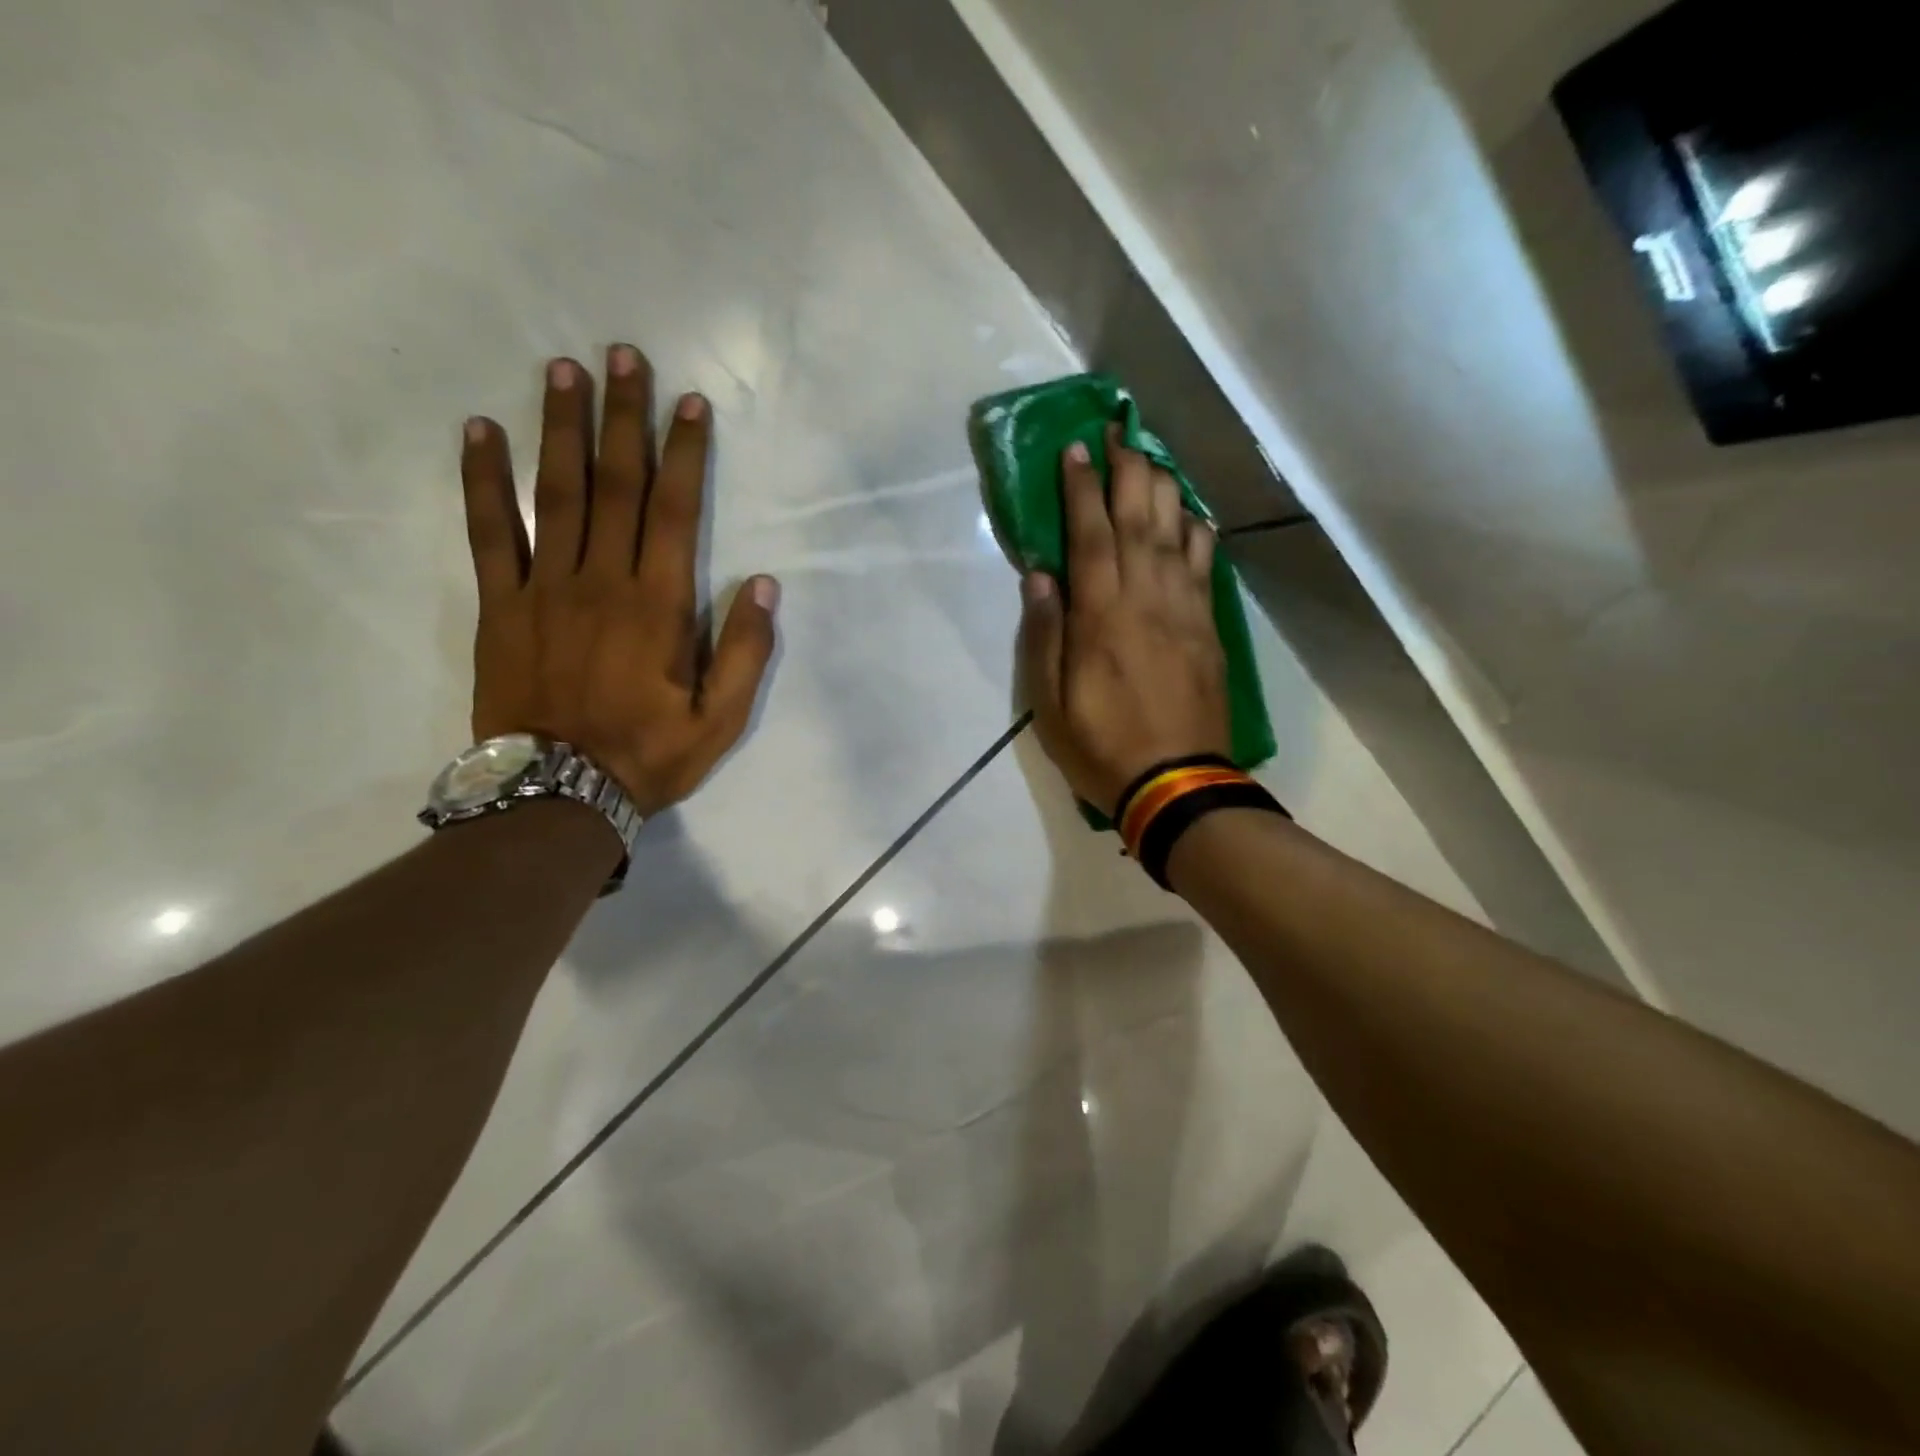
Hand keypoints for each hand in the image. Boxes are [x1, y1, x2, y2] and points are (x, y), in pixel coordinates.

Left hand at [460, 345, 778, 815]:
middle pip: (613, 485)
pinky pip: (489, 532)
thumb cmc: (649, 756)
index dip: (682, 453)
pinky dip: (483, 480)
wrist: (557, 794)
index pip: (673, 511)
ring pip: (554, 494)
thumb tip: (765, 585)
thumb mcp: (721, 720)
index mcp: (658, 606)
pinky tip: (480, 432)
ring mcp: (543, 589)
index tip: (687, 402)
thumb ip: (746, 652)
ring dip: (560, 428)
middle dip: (622, 417)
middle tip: (622, 355)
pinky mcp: (500, 606)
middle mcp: (601, 581)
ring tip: (562, 370)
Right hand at [1018, 427, 1230, 816]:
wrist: (1176, 785)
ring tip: (1153, 457)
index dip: (1082, 489)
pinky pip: (1207, 567)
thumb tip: (1040, 577)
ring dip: (1165, 489)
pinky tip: (1193, 515)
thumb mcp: (1051, 703)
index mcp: (1102, 617)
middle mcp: (1146, 600)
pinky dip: (1199, 533)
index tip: (1077, 449)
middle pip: (1140, 520)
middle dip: (1128, 470)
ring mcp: (1185, 612)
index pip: (1091, 536)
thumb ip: (1045, 636)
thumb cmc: (1101, 747)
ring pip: (1178, 534)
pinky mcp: (1209, 630)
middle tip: (1120, 431)